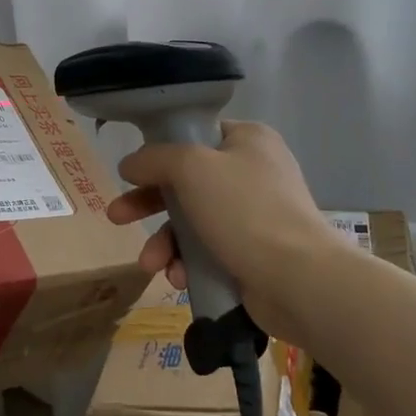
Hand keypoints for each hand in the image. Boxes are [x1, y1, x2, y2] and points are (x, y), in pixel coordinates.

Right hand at [105, 121, 340, 345]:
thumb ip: (155, 158)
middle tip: (116, 217)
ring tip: (150, 265)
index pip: (195, 135)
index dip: (159, 152)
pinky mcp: (253, 253)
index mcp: (248, 140)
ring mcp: (255, 215)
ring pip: (193, 221)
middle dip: (148, 204)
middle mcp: (253, 172)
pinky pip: (208, 251)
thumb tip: (130, 163)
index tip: (131, 172)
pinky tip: (178, 279)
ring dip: (166, 242)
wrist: (299, 280)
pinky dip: (189, 263)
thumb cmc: (245, 210)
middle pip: (186, 181)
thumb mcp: (191, 168)